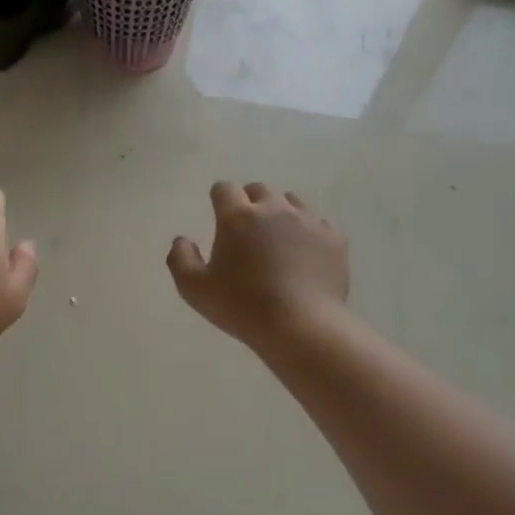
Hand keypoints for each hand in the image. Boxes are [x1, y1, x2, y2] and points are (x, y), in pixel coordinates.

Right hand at [167, 182, 349, 347]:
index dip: (219, 197)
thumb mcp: (194, 289)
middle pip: (259, 189)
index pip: (225, 188)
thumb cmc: (241, 306)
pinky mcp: (334, 239)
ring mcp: (308, 221)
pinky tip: (304, 253)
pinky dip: (308, 232)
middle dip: (250, 201)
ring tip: (277, 237)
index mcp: (238, 217)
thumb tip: (182, 240)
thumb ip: (180, 258)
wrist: (301, 325)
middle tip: (246, 228)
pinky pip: (319, 224)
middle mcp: (274, 209)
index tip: (218, 212)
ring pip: (292, 201)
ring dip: (280, 211)